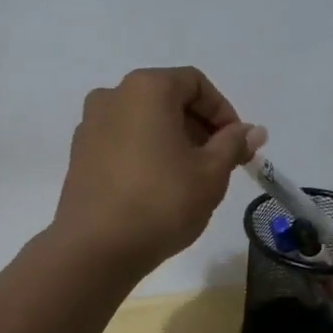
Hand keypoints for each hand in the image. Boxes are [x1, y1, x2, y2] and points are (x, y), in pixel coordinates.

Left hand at [53, 67, 260, 274]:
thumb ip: (233, 144)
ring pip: (144, 120)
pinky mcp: (80, 153)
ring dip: (173, 140)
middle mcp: (112, 96)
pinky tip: (159, 186)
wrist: (94, 248)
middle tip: (221, 163)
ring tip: (191, 178)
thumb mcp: (210, 172)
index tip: (238, 145)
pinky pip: (122, 140)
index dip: (223, 112)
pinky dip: (146, 152)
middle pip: (167, 99)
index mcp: (146, 88)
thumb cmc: (161, 201)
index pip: (195, 83)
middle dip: (199, 127)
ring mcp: (90, 124)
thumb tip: (253, 130)